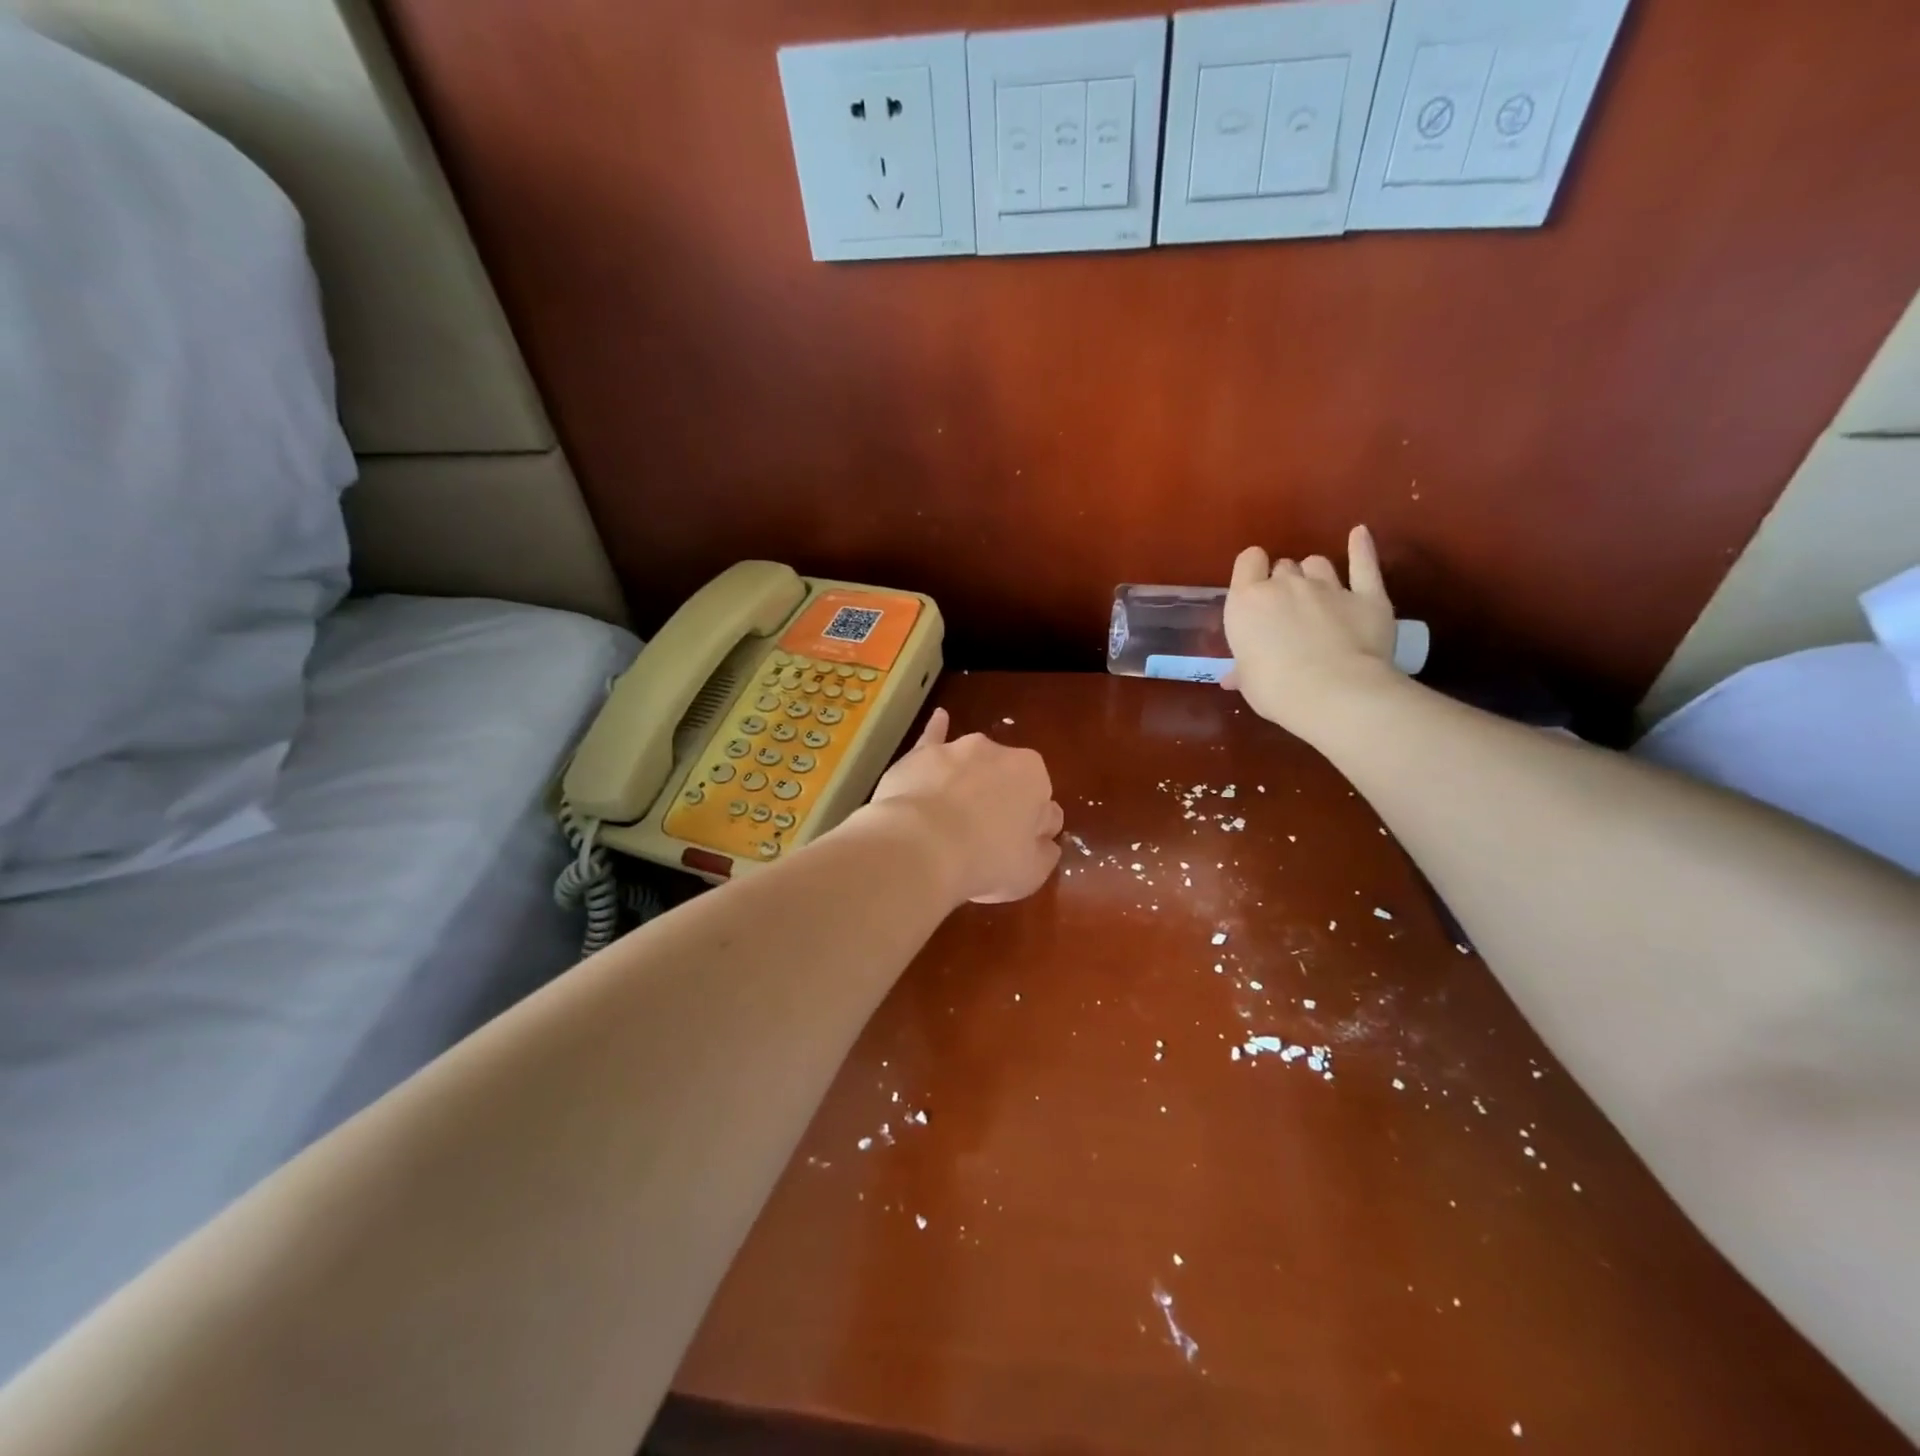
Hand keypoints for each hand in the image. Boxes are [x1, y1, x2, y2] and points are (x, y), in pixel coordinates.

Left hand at [862, 708, 1062, 904]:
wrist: (919, 846)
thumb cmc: (985, 860)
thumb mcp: (1032, 871)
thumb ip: (1045, 851)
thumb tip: (1045, 840)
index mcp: (1033, 775)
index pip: (1043, 805)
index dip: (1032, 831)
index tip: (1016, 851)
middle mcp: (997, 751)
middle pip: (1006, 781)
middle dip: (1000, 803)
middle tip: (984, 841)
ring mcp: (956, 749)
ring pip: (971, 765)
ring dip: (970, 782)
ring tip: (955, 818)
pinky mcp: (920, 755)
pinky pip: (933, 737)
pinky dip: (937, 730)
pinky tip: (940, 718)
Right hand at [1223, 525, 1400, 737]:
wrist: (1333, 693)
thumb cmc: (1275, 690)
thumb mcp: (1249, 682)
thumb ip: (1243, 670)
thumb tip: (1233, 677)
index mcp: (1248, 601)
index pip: (1248, 561)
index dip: (1252, 572)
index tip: (1254, 590)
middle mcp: (1286, 584)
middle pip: (1284, 567)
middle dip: (1284, 583)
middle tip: (1287, 612)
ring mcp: (1329, 587)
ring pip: (1318, 564)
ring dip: (1315, 575)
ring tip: (1317, 596)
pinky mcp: (1367, 595)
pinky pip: (1364, 564)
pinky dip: (1362, 548)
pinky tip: (1359, 535)